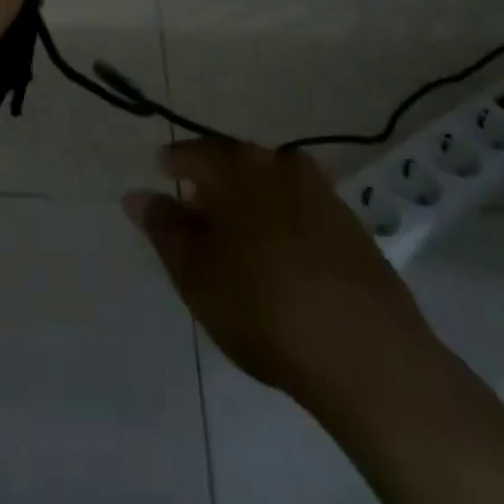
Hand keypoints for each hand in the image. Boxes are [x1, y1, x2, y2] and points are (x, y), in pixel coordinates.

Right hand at [126, 140, 432, 401]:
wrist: (366, 351)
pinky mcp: (350, 221)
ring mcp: (320, 189)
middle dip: (213, 185)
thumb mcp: (196, 273)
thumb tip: (136, 195)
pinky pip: (300, 207)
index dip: (172, 166)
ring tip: (238, 240)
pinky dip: (282, 221)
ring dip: (250, 202)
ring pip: (269, 184)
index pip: (192, 153)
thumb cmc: (262, 307)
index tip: (162, 178)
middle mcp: (278, 161)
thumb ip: (164, 228)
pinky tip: (281, 257)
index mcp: (236, 165)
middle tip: (197, 217)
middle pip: (234, 163)